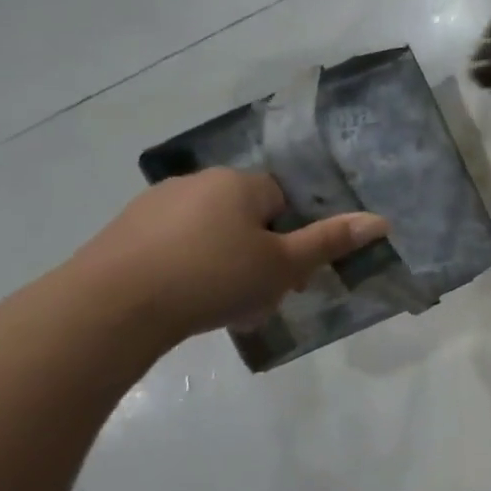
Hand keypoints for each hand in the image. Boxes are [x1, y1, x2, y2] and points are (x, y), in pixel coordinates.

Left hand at [74, 168, 388, 344]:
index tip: (288, 276)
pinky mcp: (122, 233)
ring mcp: (154, 206)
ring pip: (210, 235)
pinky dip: (186, 270)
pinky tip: (182, 304)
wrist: (110, 307)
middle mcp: (197, 182)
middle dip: (258, 256)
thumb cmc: (212, 278)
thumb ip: (330, 241)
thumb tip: (381, 221)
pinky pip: (173, 247)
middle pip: (247, 218)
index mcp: (239, 183)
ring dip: (224, 266)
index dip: (291, 239)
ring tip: (222, 308)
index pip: (283, 201)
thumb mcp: (282, 266)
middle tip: (259, 298)